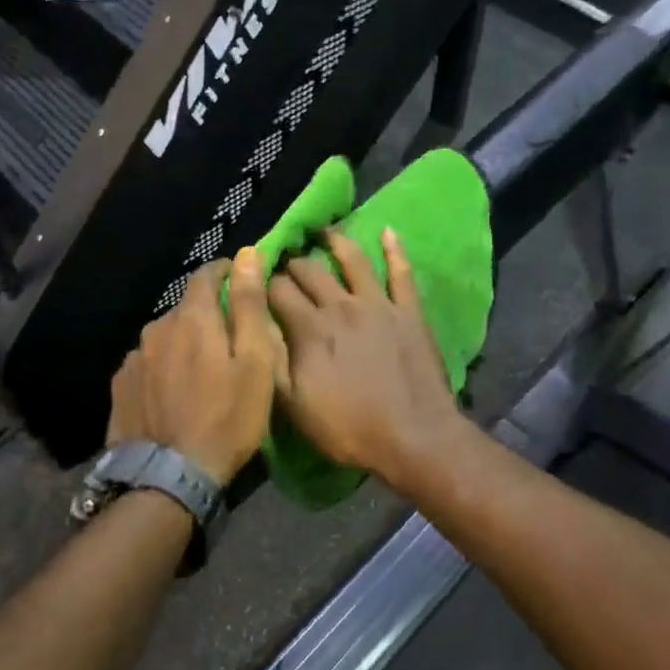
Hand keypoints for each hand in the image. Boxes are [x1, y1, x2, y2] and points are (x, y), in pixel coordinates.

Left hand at [106, 249, 283, 482]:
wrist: (169, 477)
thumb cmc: (227, 417)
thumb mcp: (255, 361)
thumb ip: (249, 305)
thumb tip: (246, 254)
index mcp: (192, 318)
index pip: (206, 275)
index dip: (226, 273)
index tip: (240, 280)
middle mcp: (156, 328)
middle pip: (185, 308)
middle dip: (207, 314)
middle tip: (228, 341)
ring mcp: (134, 358)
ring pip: (165, 337)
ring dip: (183, 343)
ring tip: (201, 372)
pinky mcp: (120, 386)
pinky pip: (147, 364)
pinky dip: (163, 368)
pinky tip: (173, 393)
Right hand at [268, 229, 467, 489]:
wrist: (414, 437)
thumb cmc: (348, 429)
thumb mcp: (294, 407)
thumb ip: (271, 362)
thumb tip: (256, 326)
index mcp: (309, 329)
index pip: (277, 292)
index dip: (262, 284)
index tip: (255, 282)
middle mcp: (340, 306)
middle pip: (310, 272)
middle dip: (292, 264)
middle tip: (285, 262)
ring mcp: (378, 305)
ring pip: (353, 261)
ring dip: (336, 242)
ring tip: (324, 232)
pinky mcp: (409, 312)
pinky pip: (402, 273)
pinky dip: (395, 250)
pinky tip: (389, 232)